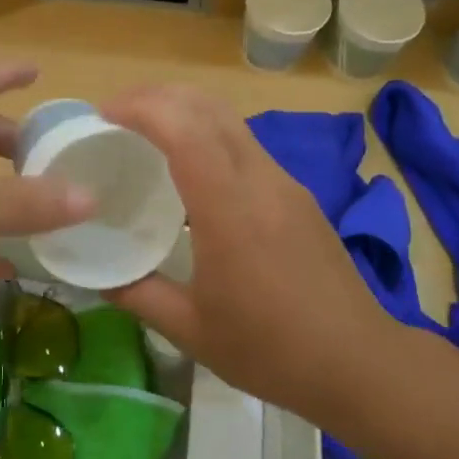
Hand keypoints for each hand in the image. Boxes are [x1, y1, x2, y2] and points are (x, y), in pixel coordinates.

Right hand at [100, 84, 389, 418]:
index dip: (142, 109)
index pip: (185, 131)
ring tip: (147, 134)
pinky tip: (191, 171)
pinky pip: (246, 146)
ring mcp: (285, 184)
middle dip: (159, 96)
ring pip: (231, 121)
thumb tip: (100, 275)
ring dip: (186, 112)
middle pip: (210, 108)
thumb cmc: (271, 350)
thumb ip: (139, 295)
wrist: (359, 362)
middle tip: (117, 114)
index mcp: (230, 211)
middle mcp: (261, 182)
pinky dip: (209, 136)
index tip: (103, 114)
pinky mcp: (298, 195)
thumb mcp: (191, 330)